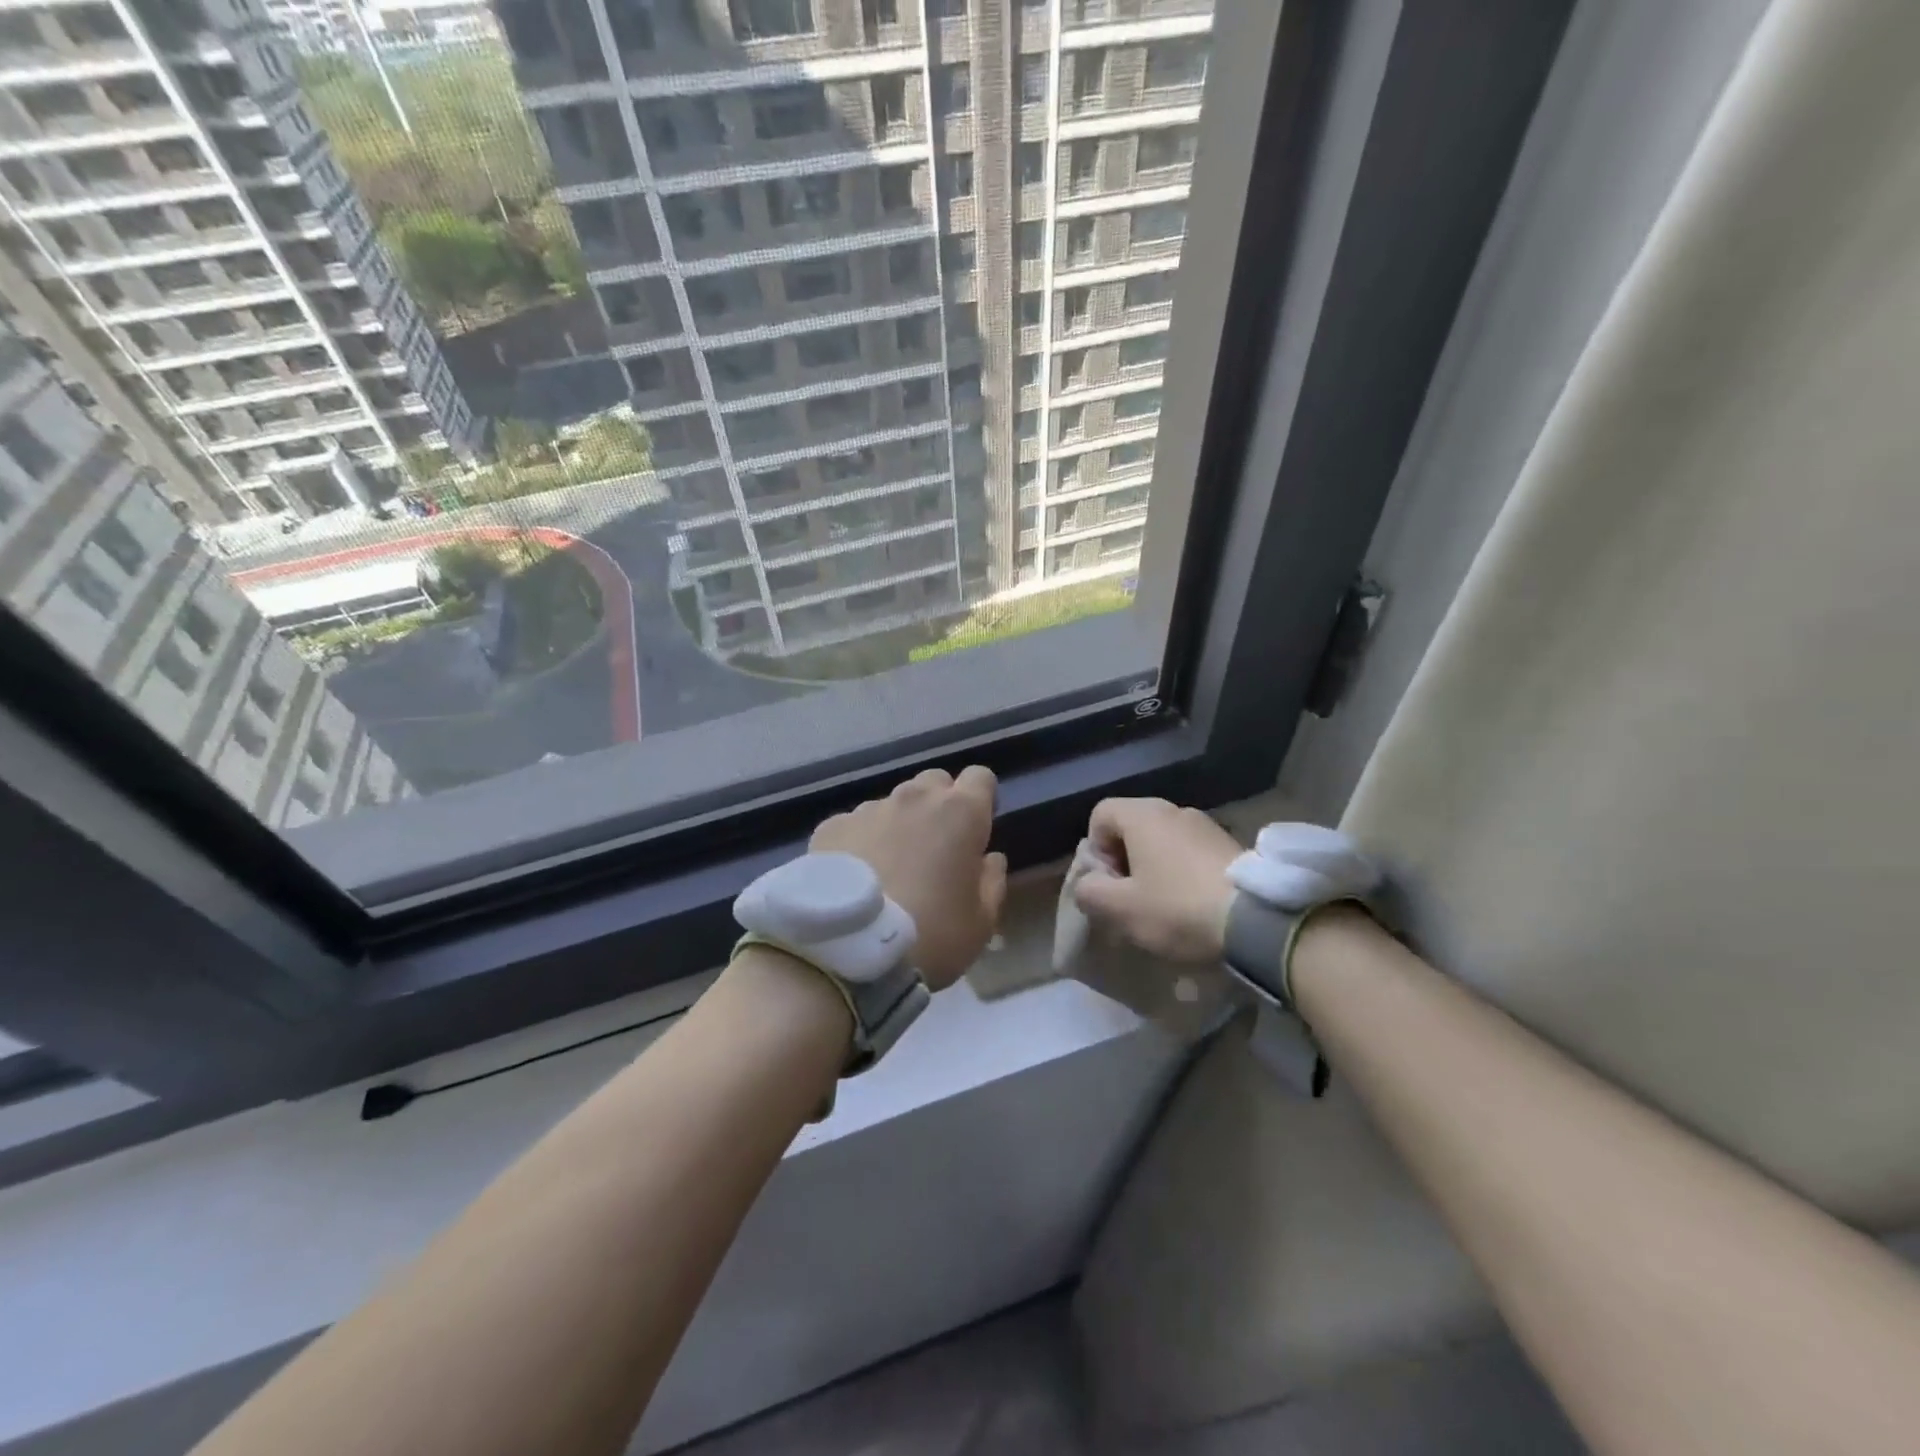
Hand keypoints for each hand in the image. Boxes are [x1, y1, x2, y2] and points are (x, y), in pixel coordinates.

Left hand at [811, 766, 1008, 990]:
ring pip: (893, 803)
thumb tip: (990, 859)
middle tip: (935, 848)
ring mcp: (869, 809)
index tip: (976, 829)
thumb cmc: (931, 933)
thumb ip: (992, 882)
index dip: (981, 799)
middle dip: (940, 805)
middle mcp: (915, 798)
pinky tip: (855, 877)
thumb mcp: (981, 922)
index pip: (980, 777)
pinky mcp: (832, 826)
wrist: (848, 948)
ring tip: (889, 868)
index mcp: (960, 813)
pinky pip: (856, 824)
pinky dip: (861, 841)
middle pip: (934, 782)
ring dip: (899, 825)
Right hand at [1074, 797, 1240, 961]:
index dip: (1095, 849)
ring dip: (1154, 869)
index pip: (1100, 814)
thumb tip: (1088, 884)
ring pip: (1163, 842)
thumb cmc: (1178, 909)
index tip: (1110, 884)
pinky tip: (1193, 906)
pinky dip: (1183, 874)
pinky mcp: (1232, 846)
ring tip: (1164, 908)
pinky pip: (1191, 853)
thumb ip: (1090, 892)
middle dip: (1124, 862)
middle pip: (1132, 828)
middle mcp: (1174, 810)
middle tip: (1132, 900)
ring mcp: (1207, 826)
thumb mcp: (1120, 909)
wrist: (1260, 921)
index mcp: (1143, 815)